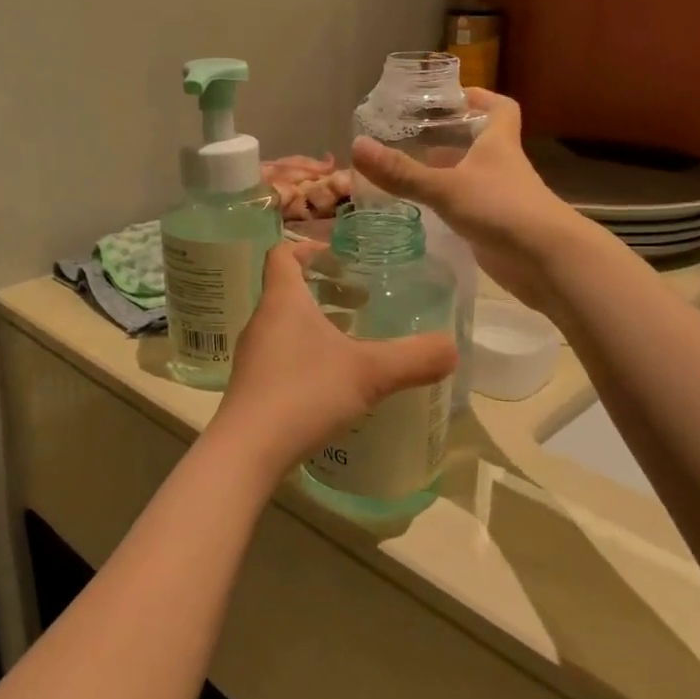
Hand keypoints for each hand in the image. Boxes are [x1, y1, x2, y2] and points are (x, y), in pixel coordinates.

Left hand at [211, 241, 456, 475]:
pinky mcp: (253, 387)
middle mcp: (262, 322)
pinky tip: (334, 381)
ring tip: (353, 339)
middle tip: (360, 299)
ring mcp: (253, 356)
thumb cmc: (305, 394)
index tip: (337, 254)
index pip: (282, 254)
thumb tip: (452, 348)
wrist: (247, 452)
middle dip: (324, 288)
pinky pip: (281, 355)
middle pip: (287, 290)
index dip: (307, 246)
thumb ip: (414, 358)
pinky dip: (307, 354)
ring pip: (285, 325)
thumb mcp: (369, 373)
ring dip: (317, 323)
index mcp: (283, 302)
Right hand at [351, 89, 596, 313]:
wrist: (546, 260)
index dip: (480, 97)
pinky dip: (450, 205)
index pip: (499, 108)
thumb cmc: (501, 208)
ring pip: (473, 176)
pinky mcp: (497, 227)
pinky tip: (425, 210)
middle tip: (413, 135)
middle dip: (451, 136)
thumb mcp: (445, 187)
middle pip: (480, 142)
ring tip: (409, 170)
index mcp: (498, 143)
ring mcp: (502, 198)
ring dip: (448, 172)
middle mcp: (502, 166)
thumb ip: (402, 172)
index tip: (453, 96)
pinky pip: (470, 208)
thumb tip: (356, 146)